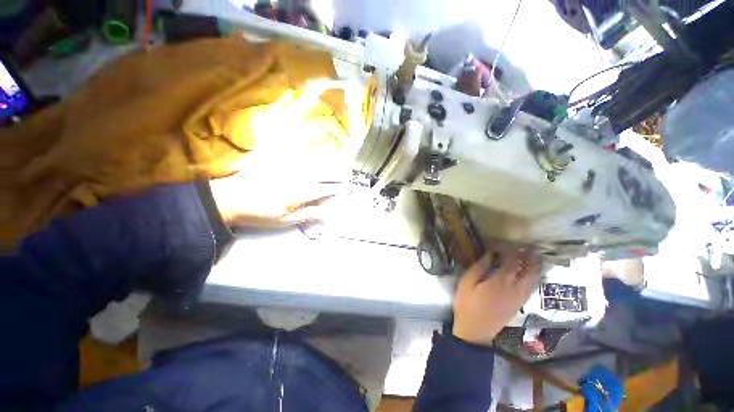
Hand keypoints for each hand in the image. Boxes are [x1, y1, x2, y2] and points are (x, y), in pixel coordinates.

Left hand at [209, 153, 342, 227]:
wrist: (230, 198)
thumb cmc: (258, 213)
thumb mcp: (283, 220)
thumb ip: (306, 214)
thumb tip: (325, 213)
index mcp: (298, 194)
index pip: (322, 190)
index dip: (333, 189)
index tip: (342, 188)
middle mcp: (296, 178)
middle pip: (320, 174)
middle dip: (333, 174)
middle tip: (344, 172)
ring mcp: (286, 168)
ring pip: (311, 164)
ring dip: (325, 163)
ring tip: (335, 161)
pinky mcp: (277, 161)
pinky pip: (296, 155)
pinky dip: (308, 154)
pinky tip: (312, 153)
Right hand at [453, 242, 541, 345]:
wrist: (475, 331)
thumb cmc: (467, 304)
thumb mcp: (467, 283)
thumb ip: (479, 267)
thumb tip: (490, 255)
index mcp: (501, 281)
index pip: (512, 260)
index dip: (511, 249)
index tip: (503, 243)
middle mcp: (515, 288)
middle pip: (530, 269)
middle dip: (530, 257)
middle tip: (527, 247)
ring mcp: (520, 297)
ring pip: (534, 279)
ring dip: (535, 266)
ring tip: (532, 257)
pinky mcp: (520, 304)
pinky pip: (532, 288)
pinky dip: (534, 277)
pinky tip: (529, 274)